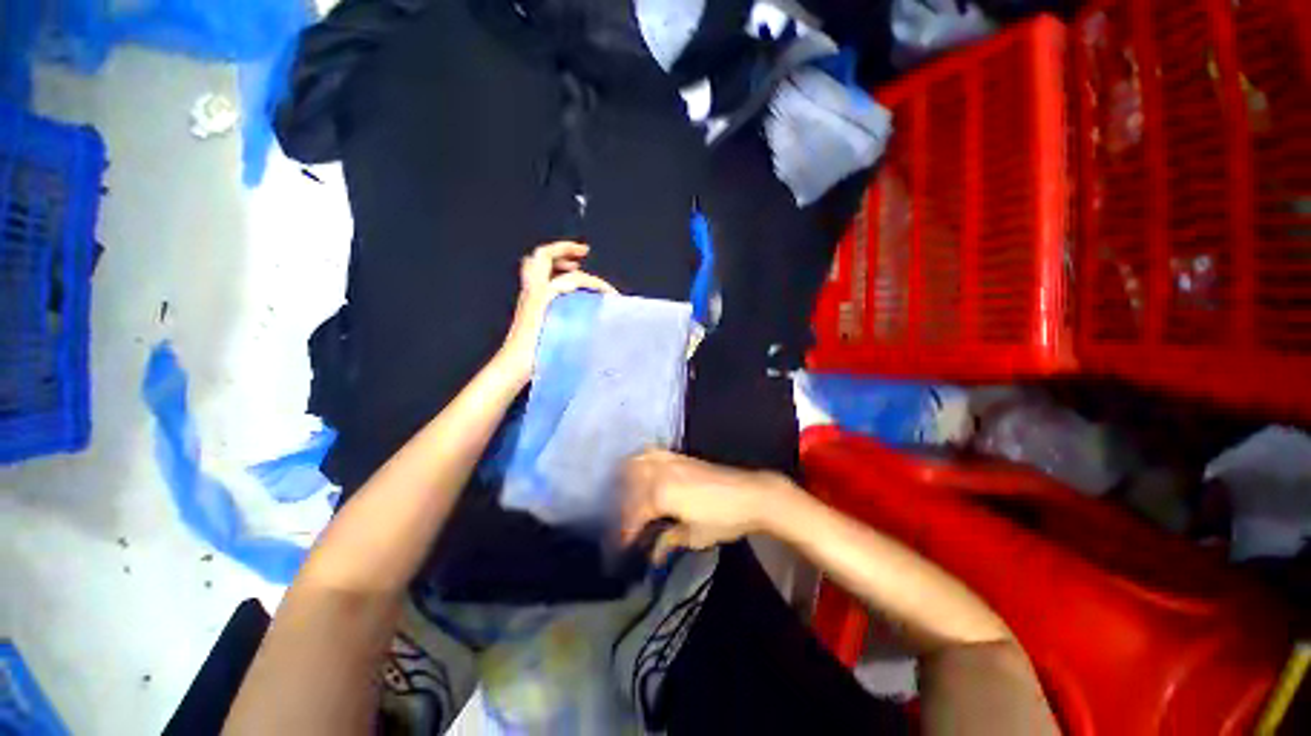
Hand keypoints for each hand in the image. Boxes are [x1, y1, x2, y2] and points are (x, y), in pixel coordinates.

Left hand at [497, 241, 615, 385]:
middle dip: (565, 249)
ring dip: (557, 260)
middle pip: (543, 256)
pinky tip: (566, 288)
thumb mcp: (563, 332)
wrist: (514, 366)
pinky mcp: (528, 305)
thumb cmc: (538, 351)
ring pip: (538, 265)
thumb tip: (598, 305)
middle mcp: (533, 289)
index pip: (574, 278)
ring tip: (575, 264)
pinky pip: (539, 278)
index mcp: (542, 293)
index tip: (611, 295)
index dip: (595, 283)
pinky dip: (553, 274)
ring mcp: (528, 296)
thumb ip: (579, 314)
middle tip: (584, 253)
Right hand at [619, 449, 795, 563]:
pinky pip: (655, 452)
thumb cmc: (724, 519)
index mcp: (661, 495)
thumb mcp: (695, 536)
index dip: (626, 531)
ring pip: (639, 460)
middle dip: (624, 501)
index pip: (634, 513)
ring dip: (629, 475)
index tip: (623, 545)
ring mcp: (671, 460)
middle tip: (626, 519)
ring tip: (629, 491)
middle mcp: (661, 473)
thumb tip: (653, 555)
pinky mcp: (681, 456)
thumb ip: (669, 541)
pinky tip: (646, 471)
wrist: (751, 494)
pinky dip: (644, 460)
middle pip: (630, 482)